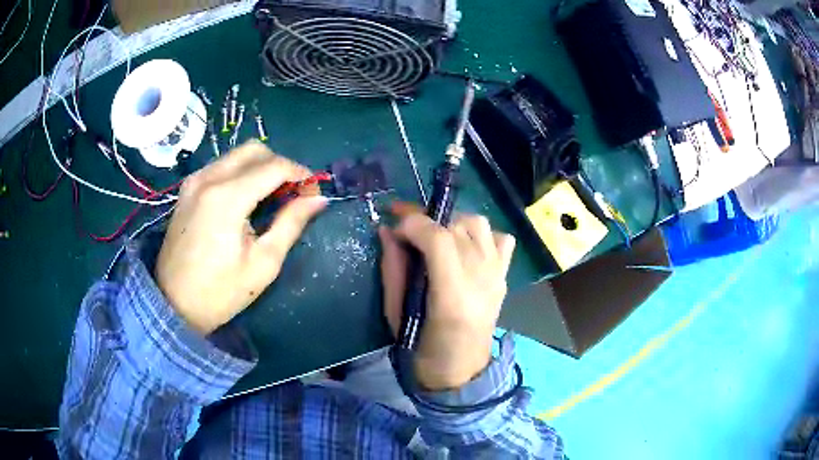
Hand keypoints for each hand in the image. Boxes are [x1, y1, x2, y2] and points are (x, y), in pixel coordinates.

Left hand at [156, 141, 326, 333]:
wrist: (172, 304)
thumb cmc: (220, 292)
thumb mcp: (263, 263)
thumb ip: (291, 224)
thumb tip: (319, 199)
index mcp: (227, 197)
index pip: (274, 166)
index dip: (300, 174)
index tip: (313, 192)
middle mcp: (208, 178)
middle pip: (254, 150)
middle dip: (280, 165)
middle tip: (292, 193)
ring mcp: (194, 181)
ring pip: (236, 155)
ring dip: (260, 168)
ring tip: (271, 197)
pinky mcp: (187, 189)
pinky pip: (221, 166)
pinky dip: (240, 173)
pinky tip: (245, 199)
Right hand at [379, 213, 515, 390]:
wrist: (461, 372)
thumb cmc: (422, 350)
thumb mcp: (396, 314)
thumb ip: (392, 269)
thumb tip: (386, 230)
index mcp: (452, 296)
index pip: (439, 239)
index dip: (413, 223)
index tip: (394, 228)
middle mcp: (481, 279)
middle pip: (458, 226)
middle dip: (427, 221)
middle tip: (407, 233)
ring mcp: (497, 275)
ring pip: (479, 224)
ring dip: (453, 223)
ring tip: (437, 239)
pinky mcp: (504, 276)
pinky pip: (501, 239)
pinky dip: (483, 235)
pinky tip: (467, 248)